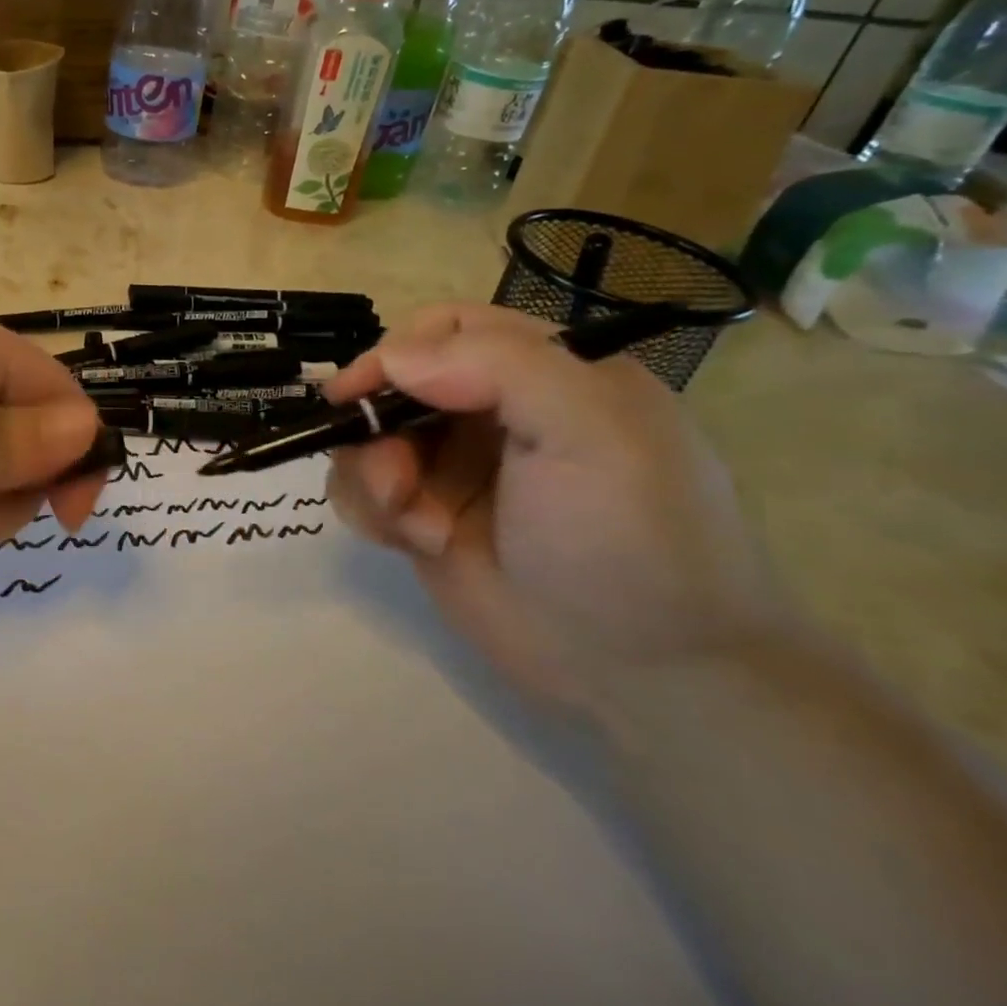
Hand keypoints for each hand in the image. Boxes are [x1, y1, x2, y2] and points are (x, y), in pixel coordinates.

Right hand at [324, 303, 770, 708]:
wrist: (646, 676)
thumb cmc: (630, 541)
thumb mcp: (591, 432)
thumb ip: (497, 366)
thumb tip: (391, 357)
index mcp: (544, 373)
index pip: (447, 329)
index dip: (396, 352)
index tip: (361, 393)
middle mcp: (492, 413)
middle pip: (394, 384)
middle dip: (377, 426)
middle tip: (396, 480)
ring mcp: (454, 468)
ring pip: (368, 438)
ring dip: (372, 474)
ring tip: (414, 524)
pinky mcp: (424, 517)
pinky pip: (362, 489)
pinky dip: (370, 510)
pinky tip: (411, 542)